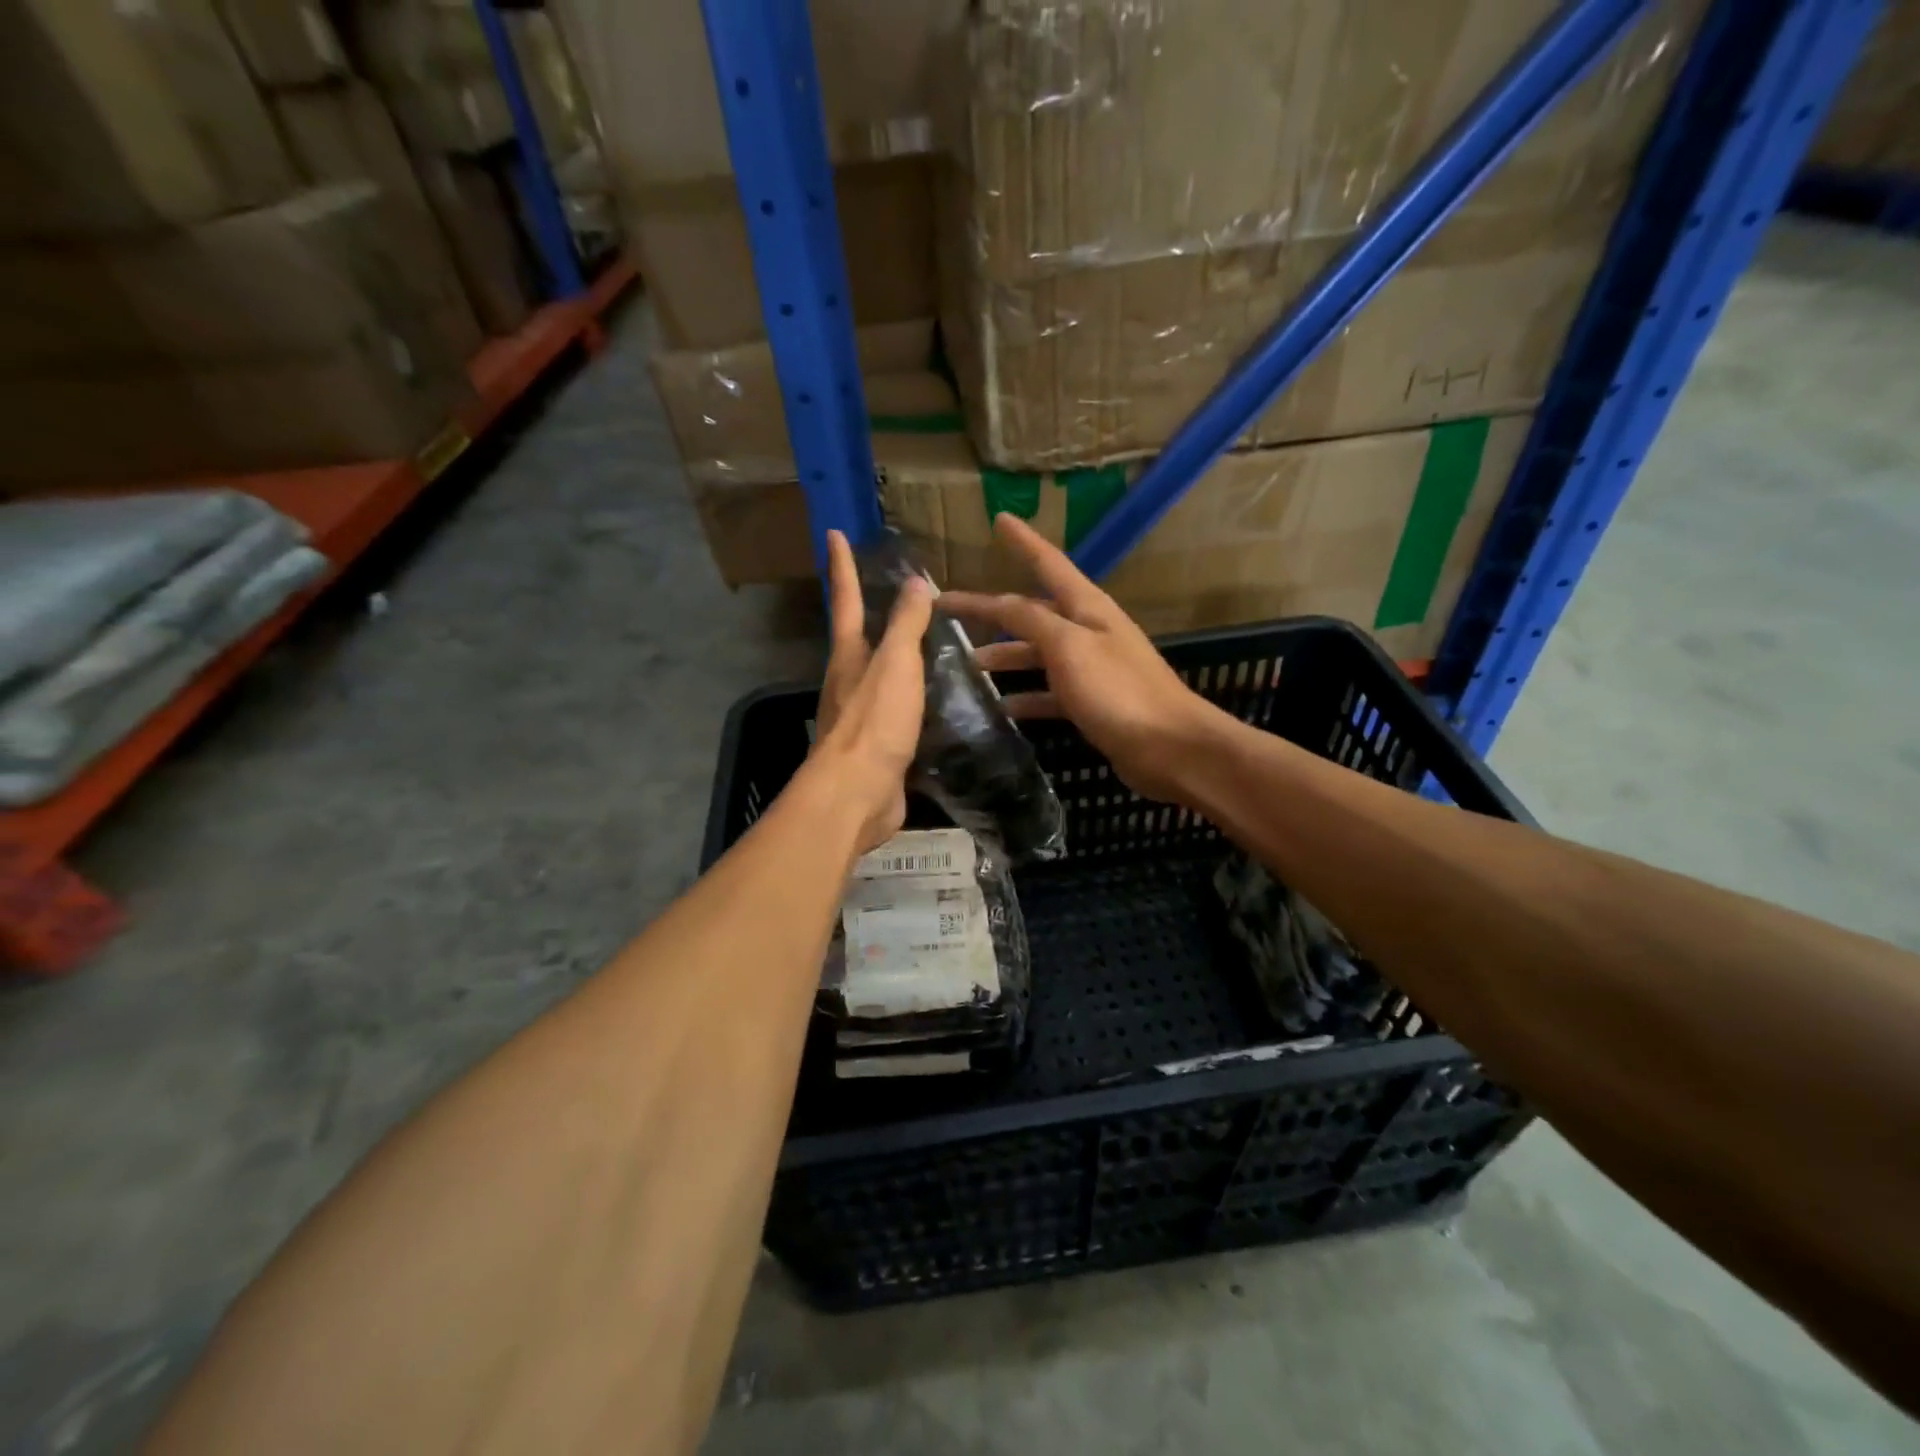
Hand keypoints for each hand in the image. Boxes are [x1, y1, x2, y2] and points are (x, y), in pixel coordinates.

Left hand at [809, 529, 933, 852]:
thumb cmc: (874, 723)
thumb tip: (914, 582)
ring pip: (880, 675)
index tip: (834, 532)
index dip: (841, 565)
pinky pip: (899, 711)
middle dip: (870, 612)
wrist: (858, 794)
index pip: (845, 599)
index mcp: (849, 655)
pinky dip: (915, 698)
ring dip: (897, 657)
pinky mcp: (878, 746)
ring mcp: (862, 716)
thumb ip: (906, 625)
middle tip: (897, 591)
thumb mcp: (895, 665)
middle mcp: (849, 681)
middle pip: (858, 637)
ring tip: (929, 642)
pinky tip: (937, 701)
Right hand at [941, 515, 1230, 804]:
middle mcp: (1088, 631)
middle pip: (1032, 612)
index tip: (999, 519)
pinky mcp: (1092, 703)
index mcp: (1087, 608)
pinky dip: (1026, 697)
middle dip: (992, 610)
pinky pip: (1049, 692)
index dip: (1023, 541)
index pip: (1048, 563)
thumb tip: (1000, 602)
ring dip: (1005, 655)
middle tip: (948, 611)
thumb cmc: (1119, 691)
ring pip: (1037, 653)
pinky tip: (1002, 708)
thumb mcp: (1070, 647)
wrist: (1170, 747)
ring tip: (968, 665)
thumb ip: (1032, 621)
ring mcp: (1091, 668)